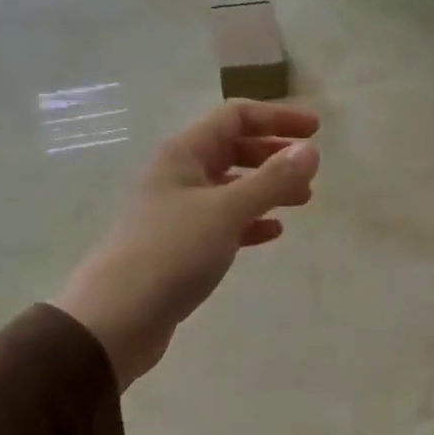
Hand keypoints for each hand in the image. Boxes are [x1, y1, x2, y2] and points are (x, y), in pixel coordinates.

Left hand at [54, 100, 320, 389]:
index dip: (277, 118)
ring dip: (267, 188)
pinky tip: (273, 232)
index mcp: (185, 153)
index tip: (316, 130)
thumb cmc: (171, 252)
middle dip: (274, 154)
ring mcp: (179, 211)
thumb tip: (311, 150)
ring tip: (303, 200)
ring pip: (232, 187)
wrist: (117, 317)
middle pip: (233, 149)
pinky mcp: (182, 246)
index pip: (235, 117)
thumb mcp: (226, 210)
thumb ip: (272, 180)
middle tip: (310, 168)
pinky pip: (225, 222)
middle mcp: (180, 175)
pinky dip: (251, 222)